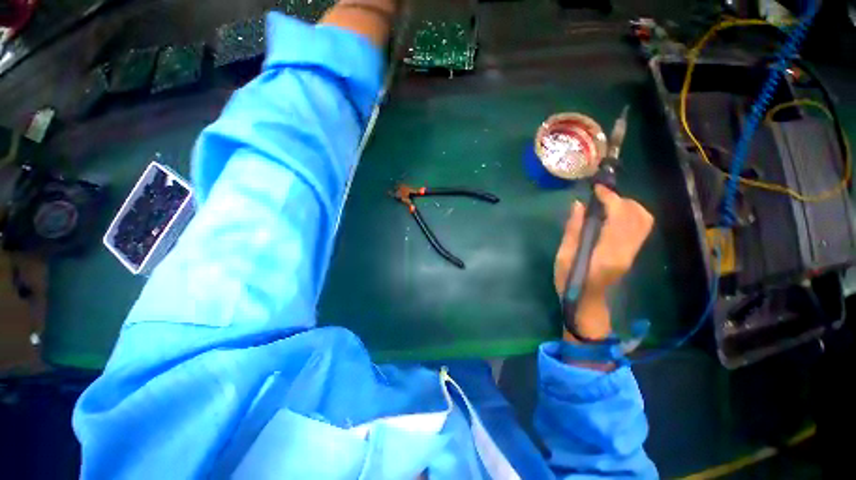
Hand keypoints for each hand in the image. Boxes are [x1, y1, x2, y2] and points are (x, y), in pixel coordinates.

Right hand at [554, 185, 653, 340]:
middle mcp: (626, 251)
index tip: (597, 188)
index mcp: (607, 252)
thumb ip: (572, 230)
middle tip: (600, 196)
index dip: (610, 198)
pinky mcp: (633, 253)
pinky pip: (641, 227)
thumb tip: (579, 205)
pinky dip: (631, 214)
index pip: (619, 217)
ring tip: (607, 203)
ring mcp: (632, 253)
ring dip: (628, 206)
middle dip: (620, 199)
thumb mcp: (564, 256)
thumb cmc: (568, 281)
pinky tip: (613, 215)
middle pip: (637, 216)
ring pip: (643, 220)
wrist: (586, 302)